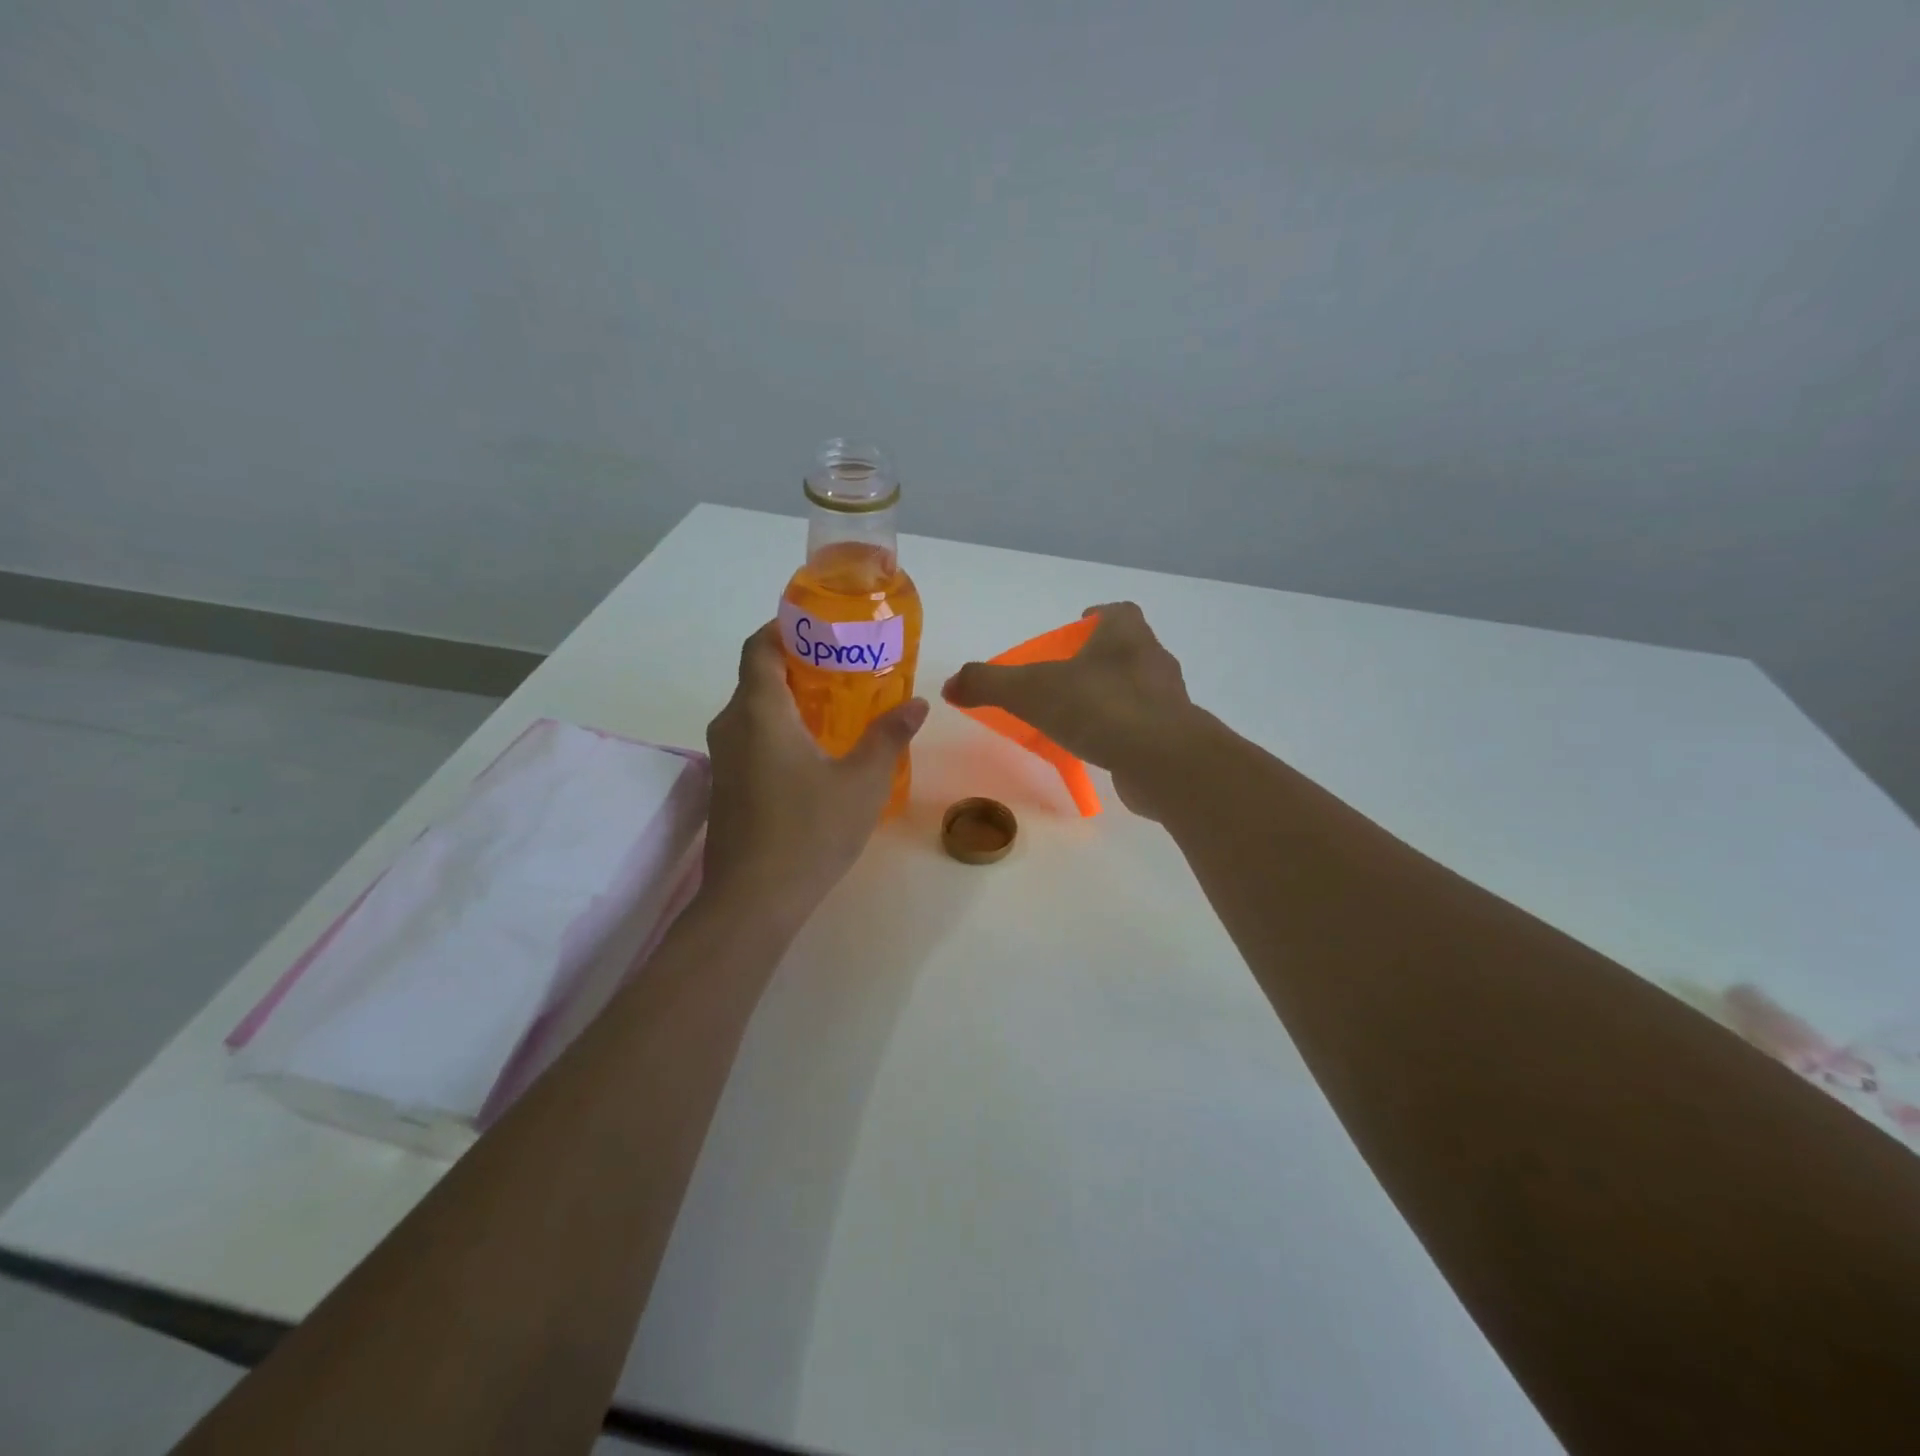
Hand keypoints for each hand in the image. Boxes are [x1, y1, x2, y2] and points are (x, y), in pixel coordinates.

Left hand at [702, 622, 927, 923]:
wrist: (752, 901)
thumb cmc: (808, 832)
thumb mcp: (862, 782)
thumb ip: (888, 736)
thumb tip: (917, 704)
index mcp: (759, 711)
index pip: (759, 646)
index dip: (786, 627)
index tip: (823, 628)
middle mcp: (731, 726)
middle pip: (757, 675)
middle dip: (798, 663)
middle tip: (846, 666)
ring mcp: (722, 759)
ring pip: (753, 710)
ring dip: (789, 699)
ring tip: (838, 706)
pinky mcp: (725, 787)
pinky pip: (750, 739)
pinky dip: (779, 729)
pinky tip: (816, 752)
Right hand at [941, 602, 1197, 818]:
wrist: (1161, 759)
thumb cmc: (1097, 707)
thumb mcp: (1030, 691)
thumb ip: (988, 684)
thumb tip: (950, 684)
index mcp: (1126, 635)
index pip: (1116, 612)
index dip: (1096, 617)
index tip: (1075, 630)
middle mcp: (1153, 660)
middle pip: (1127, 650)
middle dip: (1098, 660)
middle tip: (1065, 678)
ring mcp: (1170, 699)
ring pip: (1137, 689)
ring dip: (1111, 696)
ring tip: (1078, 717)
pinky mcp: (1175, 736)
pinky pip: (1144, 726)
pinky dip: (1123, 732)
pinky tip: (1099, 749)